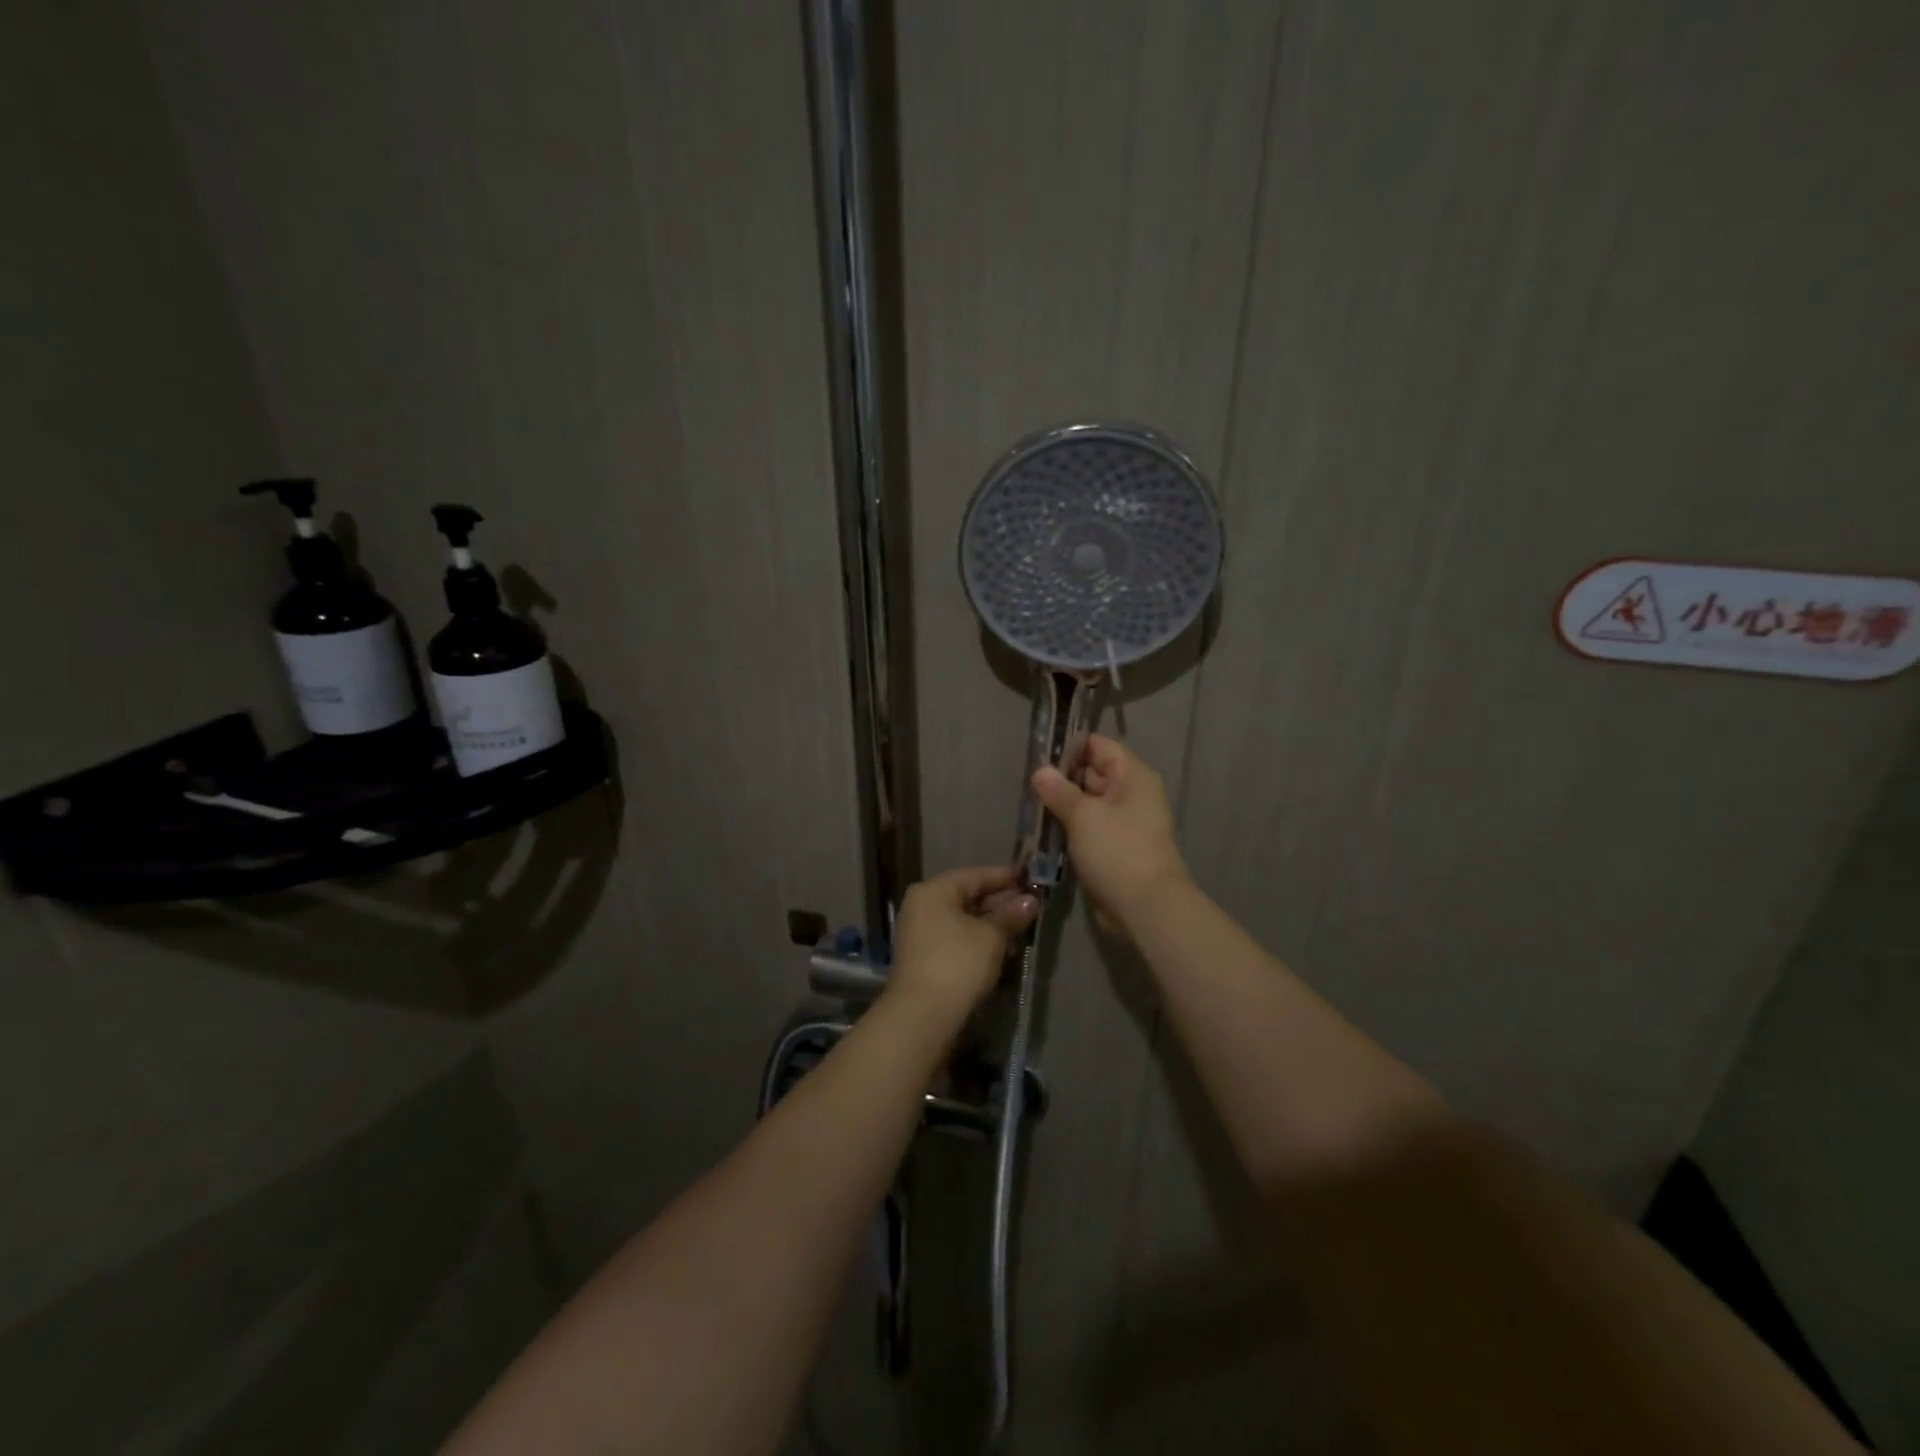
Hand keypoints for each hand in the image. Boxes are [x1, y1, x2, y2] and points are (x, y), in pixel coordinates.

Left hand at [887, 865, 1038, 1016]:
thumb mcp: (991, 936)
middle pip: (967, 896)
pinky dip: (978, 940)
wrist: (922, 1016)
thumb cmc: (958, 963)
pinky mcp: (924, 958)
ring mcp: (920, 933)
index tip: (1031, 878)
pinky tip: (1003, 948)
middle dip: (1000, 902)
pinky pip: (956, 939)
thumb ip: (1011, 915)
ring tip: (1023, 927)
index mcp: (933, 891)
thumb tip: (1030, 900)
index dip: (1005, 876)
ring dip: (991, 923)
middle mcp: (922, 906)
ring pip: (963, 920)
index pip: (975, 875)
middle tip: (1032, 905)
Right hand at [1032, 734, 1189, 926]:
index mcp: (1132, 775)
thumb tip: (1040, 771)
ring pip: (1088, 802)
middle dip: (1061, 778)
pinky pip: (1090, 826)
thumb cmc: (1117, 851)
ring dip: (1063, 805)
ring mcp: (1125, 820)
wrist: (1146, 906)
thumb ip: (1059, 790)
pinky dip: (1071, 827)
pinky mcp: (1117, 845)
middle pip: (1092, 772)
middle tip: (1027, 784)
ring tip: (1031, 807)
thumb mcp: (1083, 815)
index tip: (1037, 758)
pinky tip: (1046, 830)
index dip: (1068, 748)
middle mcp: (1132, 792)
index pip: (1097, 745)